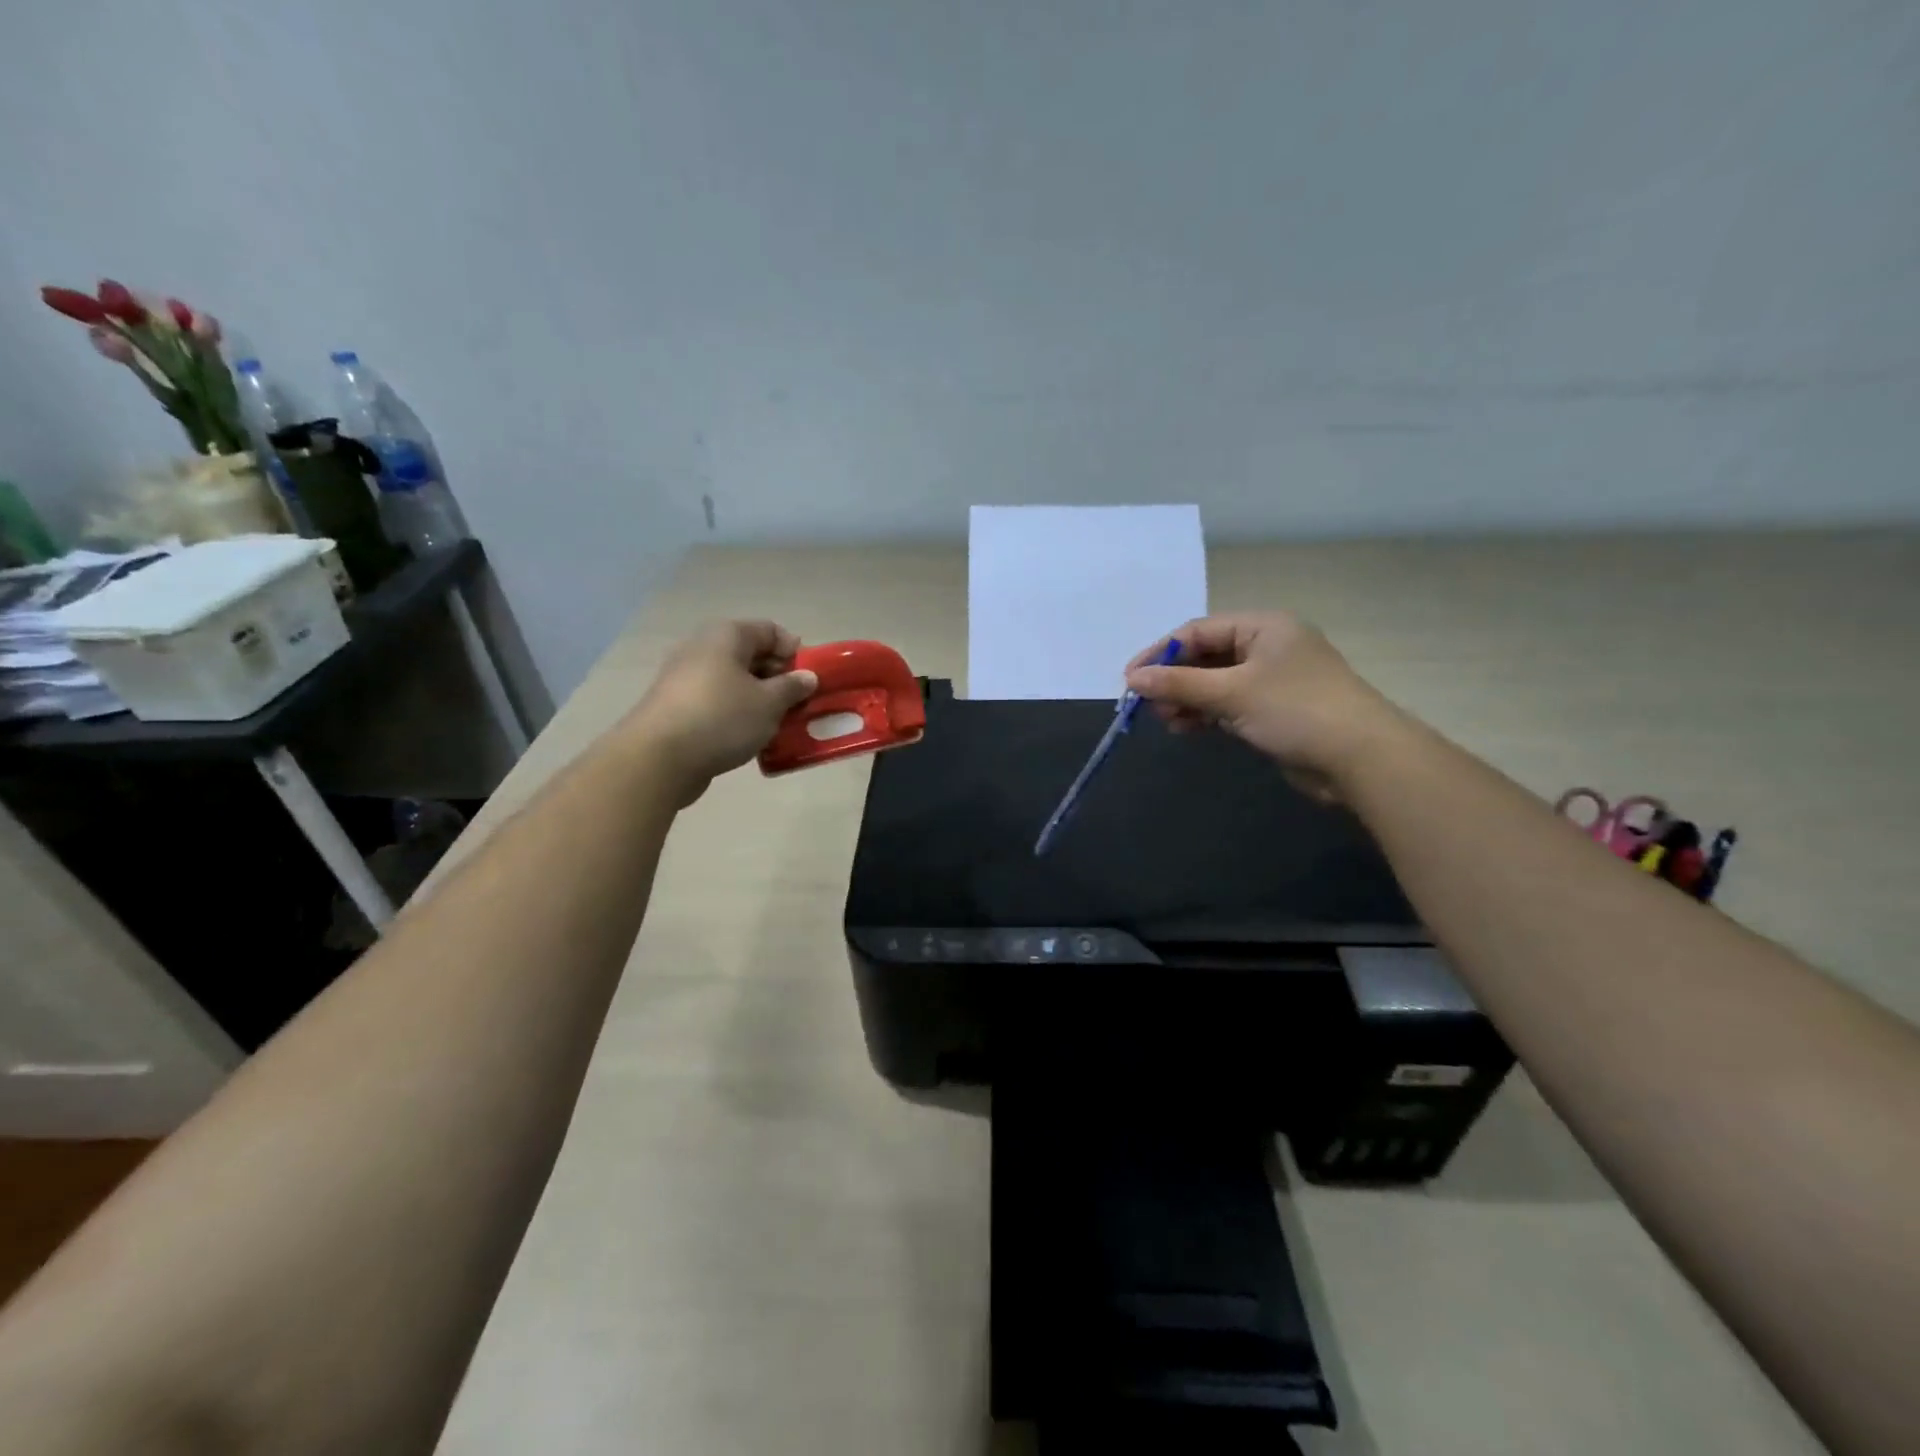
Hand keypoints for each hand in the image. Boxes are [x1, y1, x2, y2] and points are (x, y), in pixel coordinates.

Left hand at [627, 620, 817, 802]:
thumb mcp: (769, 703)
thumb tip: (806, 677)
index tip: (810, 680)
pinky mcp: (677, 707)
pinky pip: (718, 703)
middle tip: (798, 706)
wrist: (658, 759)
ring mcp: (686, 678)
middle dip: (779, 680)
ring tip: (778, 726)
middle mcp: (703, 648)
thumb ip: (792, 687)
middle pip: (752, 656)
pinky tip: (751, 739)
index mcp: (727, 635)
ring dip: (760, 701)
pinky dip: (737, 716)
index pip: (771, 630)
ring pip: (735, 683)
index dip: (795, 652)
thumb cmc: (721, 718)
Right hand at [1124, 612, 1400, 798]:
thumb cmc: (1295, 710)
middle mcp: (1267, 647)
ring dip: (1187, 699)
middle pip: (1205, 656)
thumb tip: (1132, 679)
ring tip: (1164, 720)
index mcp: (1263, 627)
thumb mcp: (1231, 693)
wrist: (1360, 758)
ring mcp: (1272, 679)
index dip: (1161, 653)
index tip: (1130, 680)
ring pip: (1215, 683)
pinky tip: (1184, 728)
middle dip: (1173, 680)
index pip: (1198, 631)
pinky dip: (1205, 714)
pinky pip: (1228, 704)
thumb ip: (1179, 684)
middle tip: (1147, 705)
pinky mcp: (1273, 709)